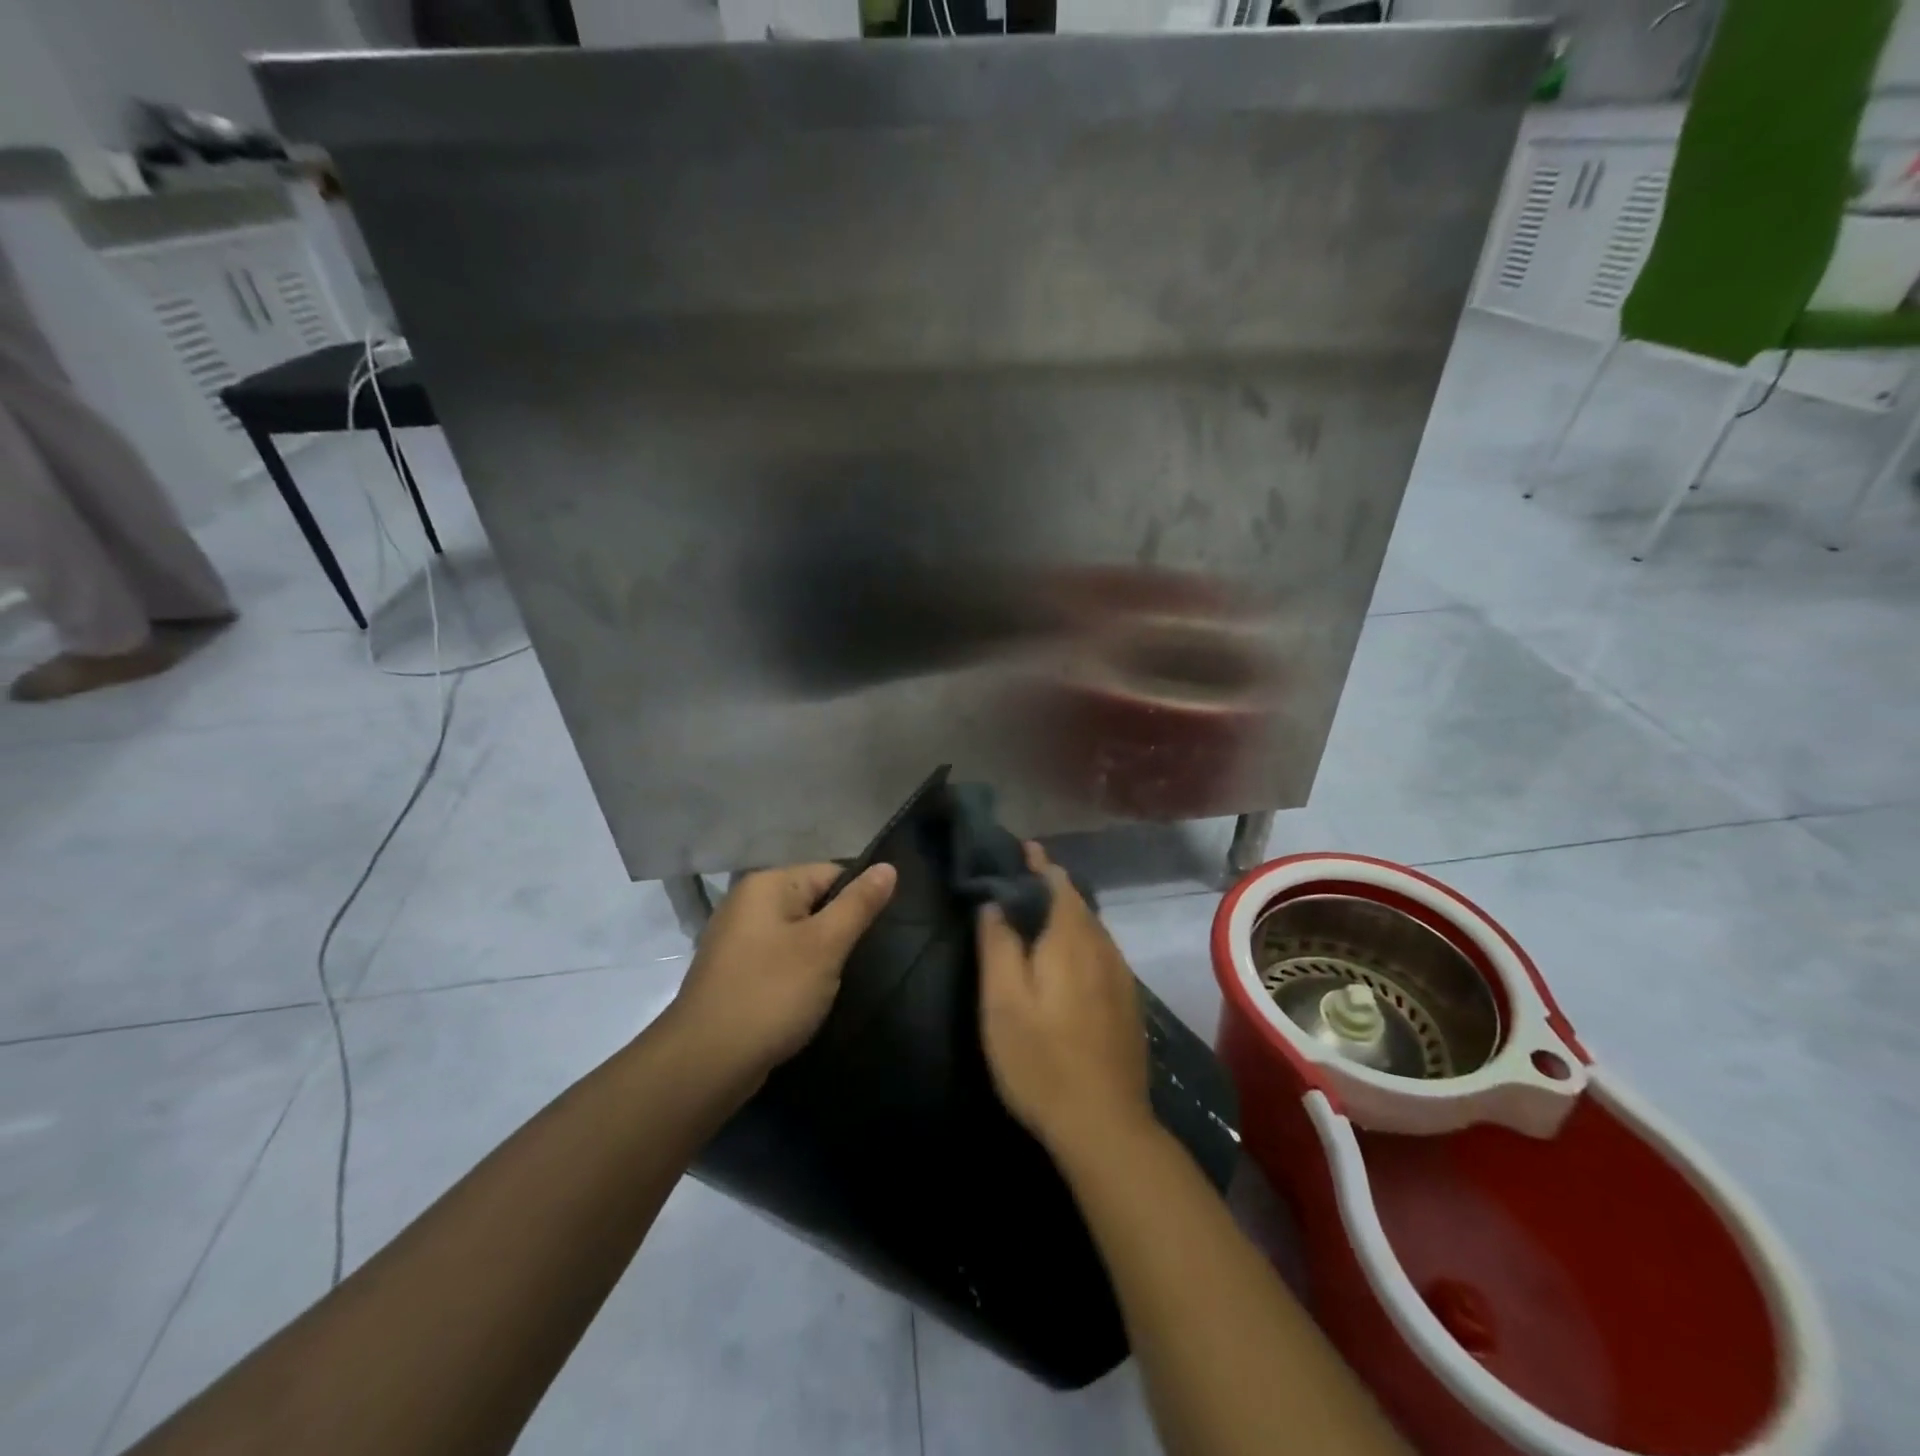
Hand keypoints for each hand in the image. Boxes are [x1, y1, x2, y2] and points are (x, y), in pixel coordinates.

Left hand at [670, 861, 896, 1080]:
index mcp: (767, 884)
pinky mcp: (732, 971)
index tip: (873, 936)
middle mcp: (747, 902)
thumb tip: (888, 866)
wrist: (705, 1063)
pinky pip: (777, 958)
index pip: (832, 873)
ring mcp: (735, 938)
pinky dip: (795, 973)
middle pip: (813, 901)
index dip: (857, 901)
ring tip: (834, 983)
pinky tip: (804, 998)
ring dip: (818, 955)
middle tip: (857, 962)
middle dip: (837, 930)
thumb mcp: (825, 946)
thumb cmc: (771, 994)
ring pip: (796, 933)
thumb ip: (858, 904)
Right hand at [978, 844, 1152, 1158]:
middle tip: (1018, 880)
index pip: (1057, 881)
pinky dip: (1079, 939)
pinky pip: (1100, 952)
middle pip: (1077, 902)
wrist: (1105, 1125)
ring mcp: (1120, 976)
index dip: (1037, 862)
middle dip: (1050, 885)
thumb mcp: (1003, 1002)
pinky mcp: (1127, 1002)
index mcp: (1071, 939)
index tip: (1019, 849)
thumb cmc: (1042, 1059)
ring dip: (1066, 913)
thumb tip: (994, 903)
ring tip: (1036, 913)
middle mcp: (1102, 947)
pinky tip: (1065, 959)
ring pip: (1091, 928)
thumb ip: (997, 946)